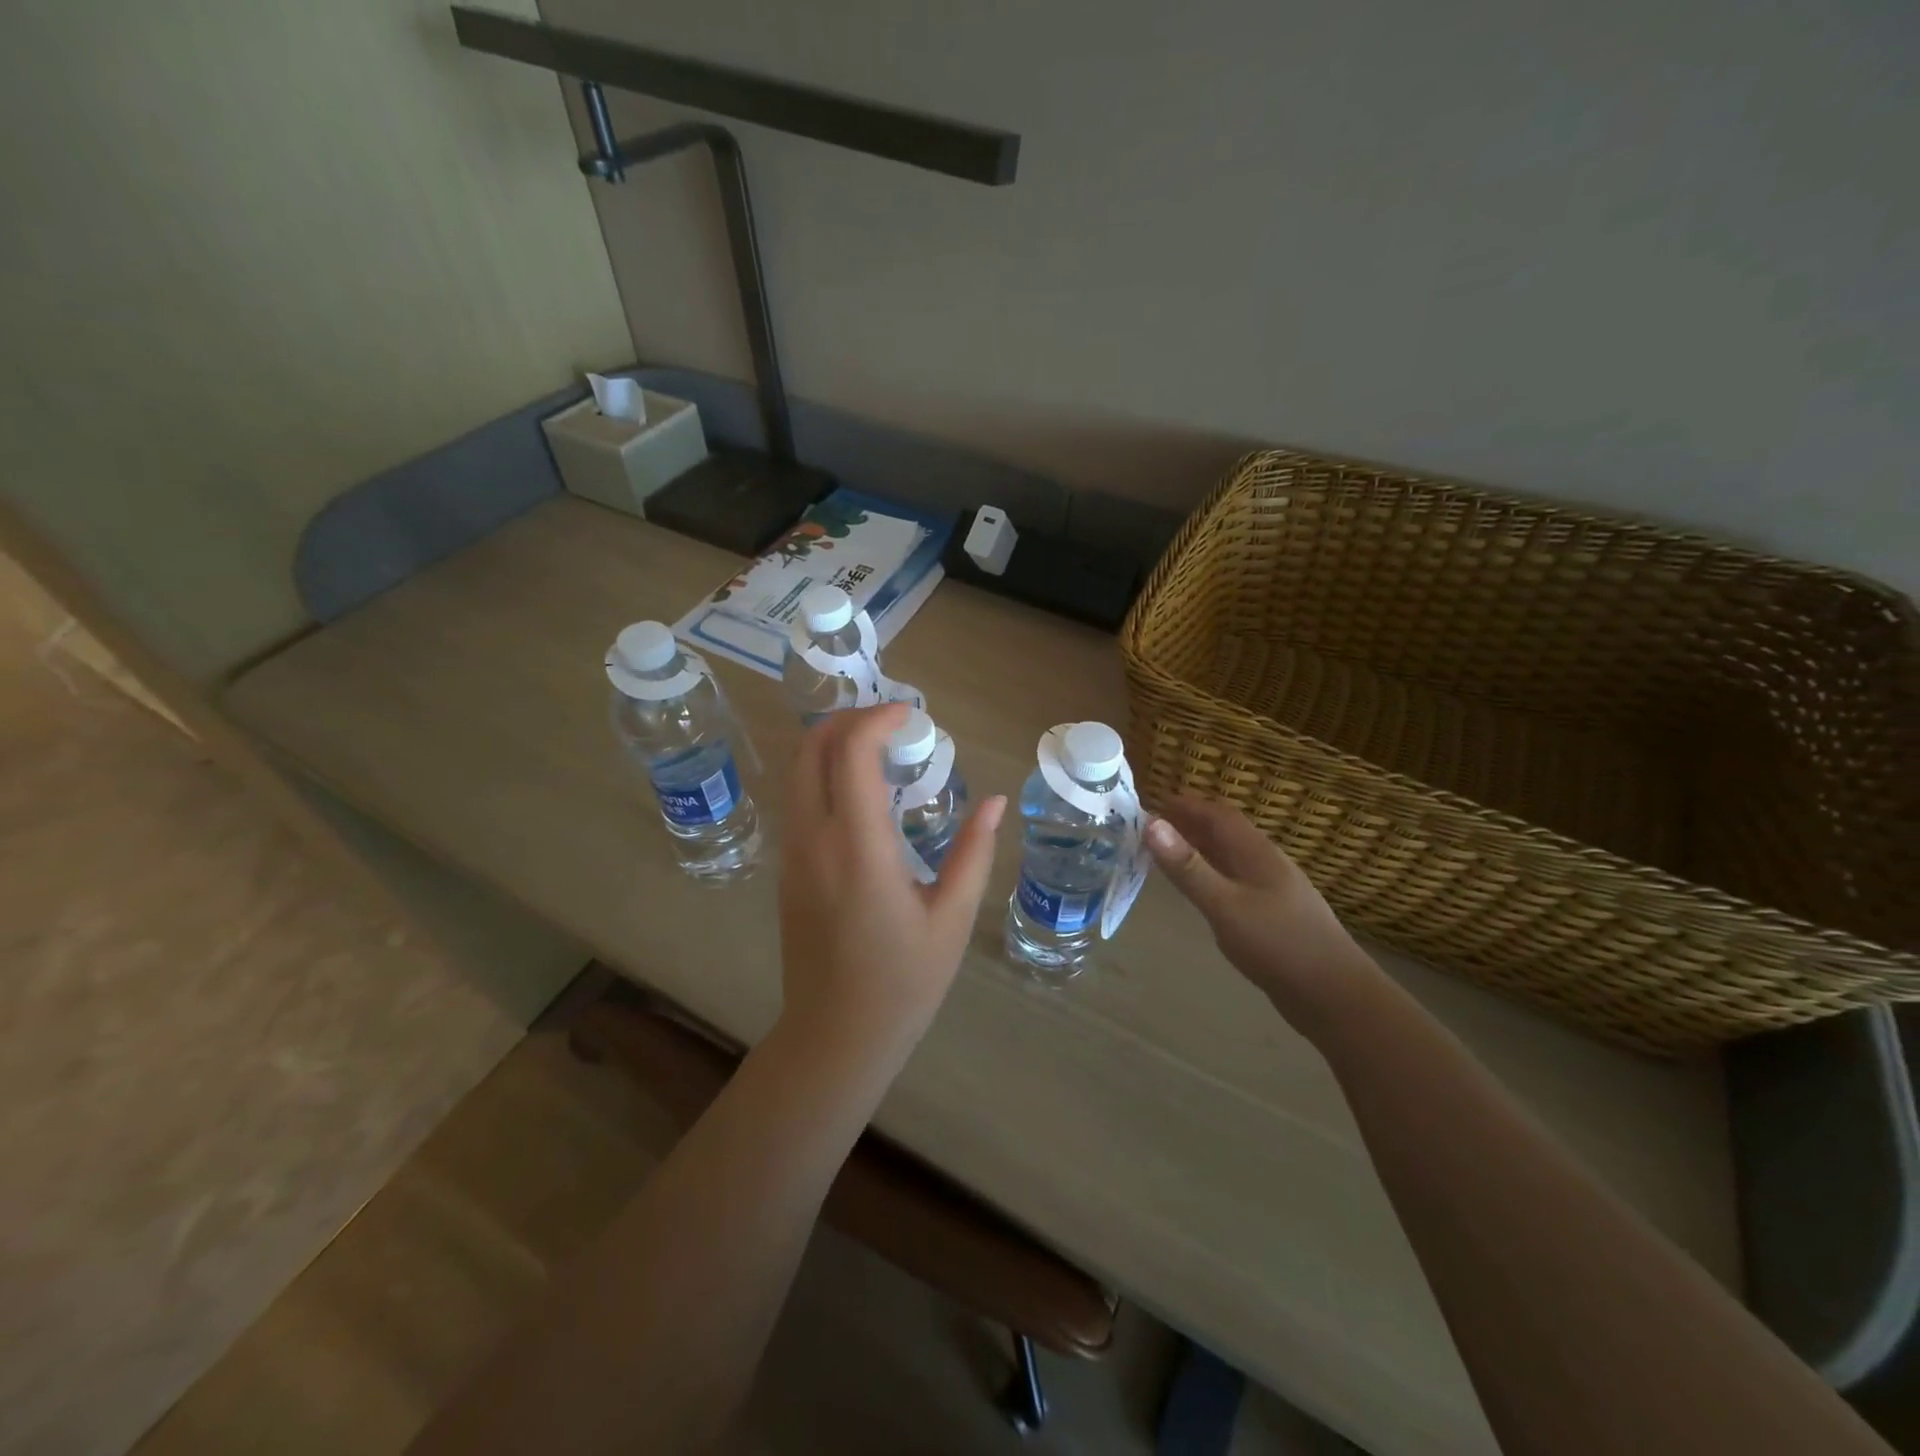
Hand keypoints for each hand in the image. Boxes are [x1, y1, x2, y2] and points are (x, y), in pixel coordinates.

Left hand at [778, 705, 1005, 1064]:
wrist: (836, 1036)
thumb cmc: (904, 981)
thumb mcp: (952, 918)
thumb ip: (974, 852)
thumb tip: (995, 801)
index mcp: (858, 848)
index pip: (850, 753)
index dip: (879, 719)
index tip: (913, 716)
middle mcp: (814, 840)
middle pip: (810, 749)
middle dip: (848, 719)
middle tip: (892, 724)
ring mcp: (792, 854)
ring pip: (797, 772)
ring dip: (833, 745)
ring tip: (881, 751)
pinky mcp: (787, 870)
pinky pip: (799, 800)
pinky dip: (825, 775)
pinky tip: (864, 794)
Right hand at [1145, 796, 1377, 1033]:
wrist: (1335, 996)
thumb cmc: (1278, 944)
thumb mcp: (1224, 905)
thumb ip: (1188, 867)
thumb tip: (1151, 823)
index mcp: (1256, 853)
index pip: (1219, 815)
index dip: (1187, 804)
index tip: (1153, 801)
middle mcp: (1266, 864)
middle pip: (1225, 833)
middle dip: (1190, 824)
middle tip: (1151, 827)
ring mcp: (1272, 890)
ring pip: (1230, 858)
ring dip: (1200, 849)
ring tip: (1167, 853)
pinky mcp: (1273, 915)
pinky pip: (1235, 881)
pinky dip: (1211, 875)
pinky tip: (1201, 890)